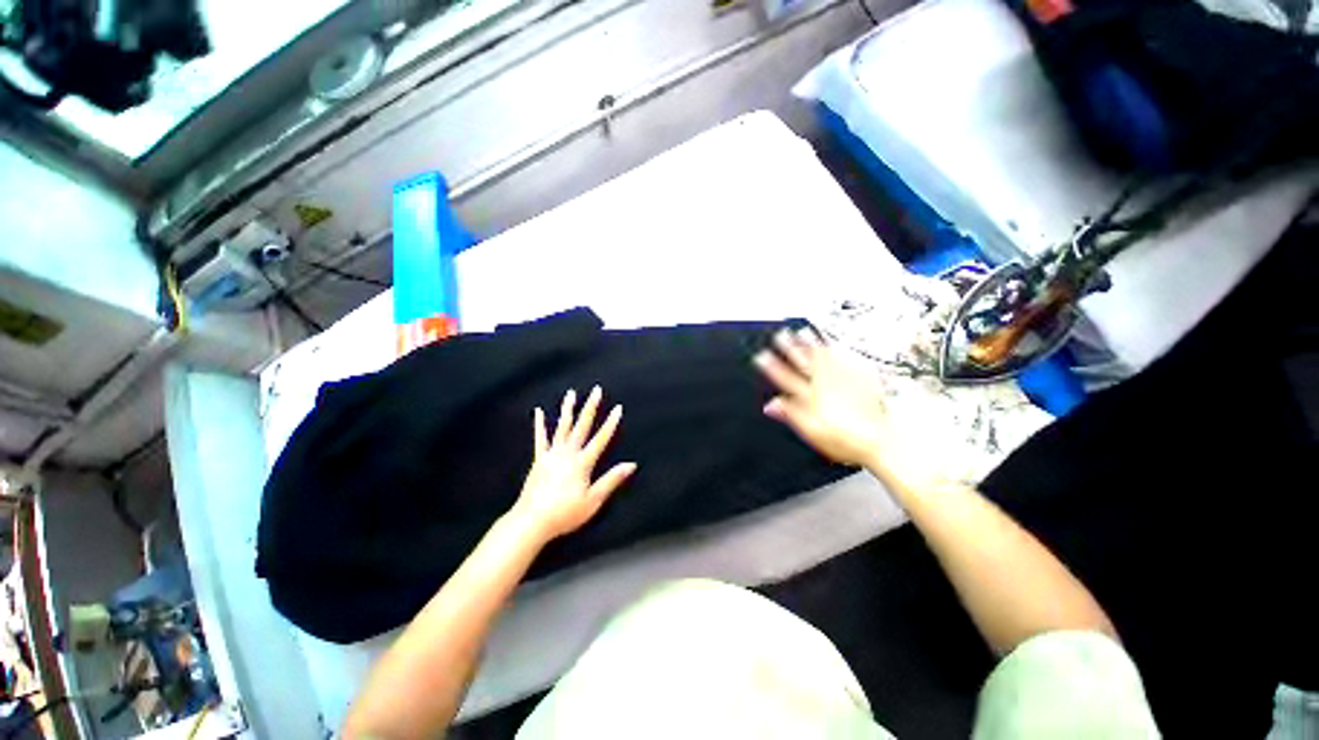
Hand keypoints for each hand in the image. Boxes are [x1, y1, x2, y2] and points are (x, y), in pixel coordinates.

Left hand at [511, 387, 636, 541]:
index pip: (601, 438)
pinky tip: (538, 411)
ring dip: (568, 409)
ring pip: (562, 427)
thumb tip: (631, 464)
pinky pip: (540, 438)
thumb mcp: (594, 500)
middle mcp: (568, 453)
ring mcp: (552, 455)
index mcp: (582, 463)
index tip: (618, 408)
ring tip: (571, 393)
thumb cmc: (565, 513)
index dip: (611, 423)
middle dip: (591, 407)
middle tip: (596, 390)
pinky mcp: (539, 460)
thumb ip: (612, 479)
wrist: (532, 522)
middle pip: (582, 426)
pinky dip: (539, 424)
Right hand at [754, 328, 891, 468]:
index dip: (773, 366)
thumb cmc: (846, 438)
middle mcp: (825, 384)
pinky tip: (835, 344)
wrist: (882, 438)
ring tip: (803, 331)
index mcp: (810, 397)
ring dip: (812, 343)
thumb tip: (771, 405)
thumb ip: (790, 414)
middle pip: (804, 362)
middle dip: (790, 347)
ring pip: (824, 356)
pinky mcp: (861, 378)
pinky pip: (846, 358)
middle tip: (781, 335)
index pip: (786, 377)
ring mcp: (843, 379)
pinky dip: (838, 349)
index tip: (762, 356)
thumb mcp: (811, 431)